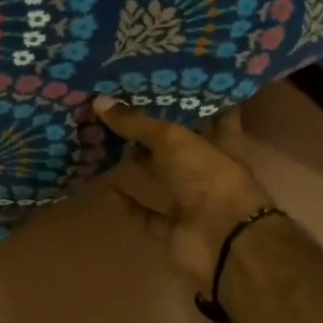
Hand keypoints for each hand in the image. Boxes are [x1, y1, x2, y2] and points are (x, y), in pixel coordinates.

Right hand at [94, 97, 275, 291]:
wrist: (223, 242)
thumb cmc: (209, 178)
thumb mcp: (173, 140)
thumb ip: (137, 123)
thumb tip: (99, 101)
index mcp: (221, 142)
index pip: (214, 113)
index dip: (199, 98)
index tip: (176, 80)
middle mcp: (207, 169)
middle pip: (179, 144)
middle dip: (156, 128)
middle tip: (124, 104)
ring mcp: (191, 202)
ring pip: (161, 177)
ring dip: (139, 163)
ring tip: (108, 139)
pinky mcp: (173, 230)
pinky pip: (145, 214)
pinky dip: (127, 205)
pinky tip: (105, 188)